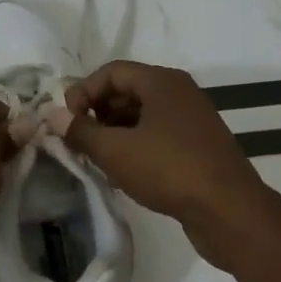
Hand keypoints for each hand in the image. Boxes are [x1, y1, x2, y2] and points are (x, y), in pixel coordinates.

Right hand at [54, 60, 279, 270]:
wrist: (228, 209)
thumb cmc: (168, 169)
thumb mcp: (115, 150)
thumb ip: (80, 131)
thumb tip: (52, 116)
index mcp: (161, 81)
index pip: (110, 71)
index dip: (82, 92)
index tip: (67, 122)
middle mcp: (178, 92)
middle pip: (126, 91)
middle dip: (97, 113)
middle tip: (78, 142)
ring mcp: (191, 119)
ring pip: (141, 115)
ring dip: (114, 133)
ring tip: (97, 160)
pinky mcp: (197, 145)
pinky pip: (157, 135)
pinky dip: (135, 146)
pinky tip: (123, 173)